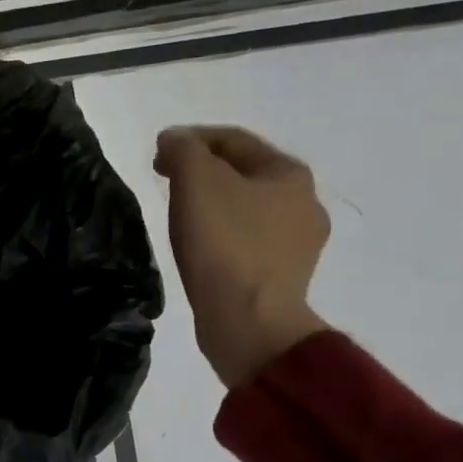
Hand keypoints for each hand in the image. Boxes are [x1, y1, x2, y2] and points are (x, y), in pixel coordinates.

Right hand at [154, 125, 332, 387]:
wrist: (249, 321)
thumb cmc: (224, 245)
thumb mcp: (196, 182)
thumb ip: (183, 150)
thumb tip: (174, 140)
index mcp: (290, 173)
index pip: (234, 140)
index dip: (191, 139)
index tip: (157, 153)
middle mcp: (305, 202)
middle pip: (243, 173)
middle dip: (203, 172)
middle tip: (166, 182)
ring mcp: (299, 243)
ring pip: (246, 208)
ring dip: (213, 203)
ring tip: (180, 215)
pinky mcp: (283, 276)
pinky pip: (247, 241)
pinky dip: (222, 235)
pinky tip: (201, 248)